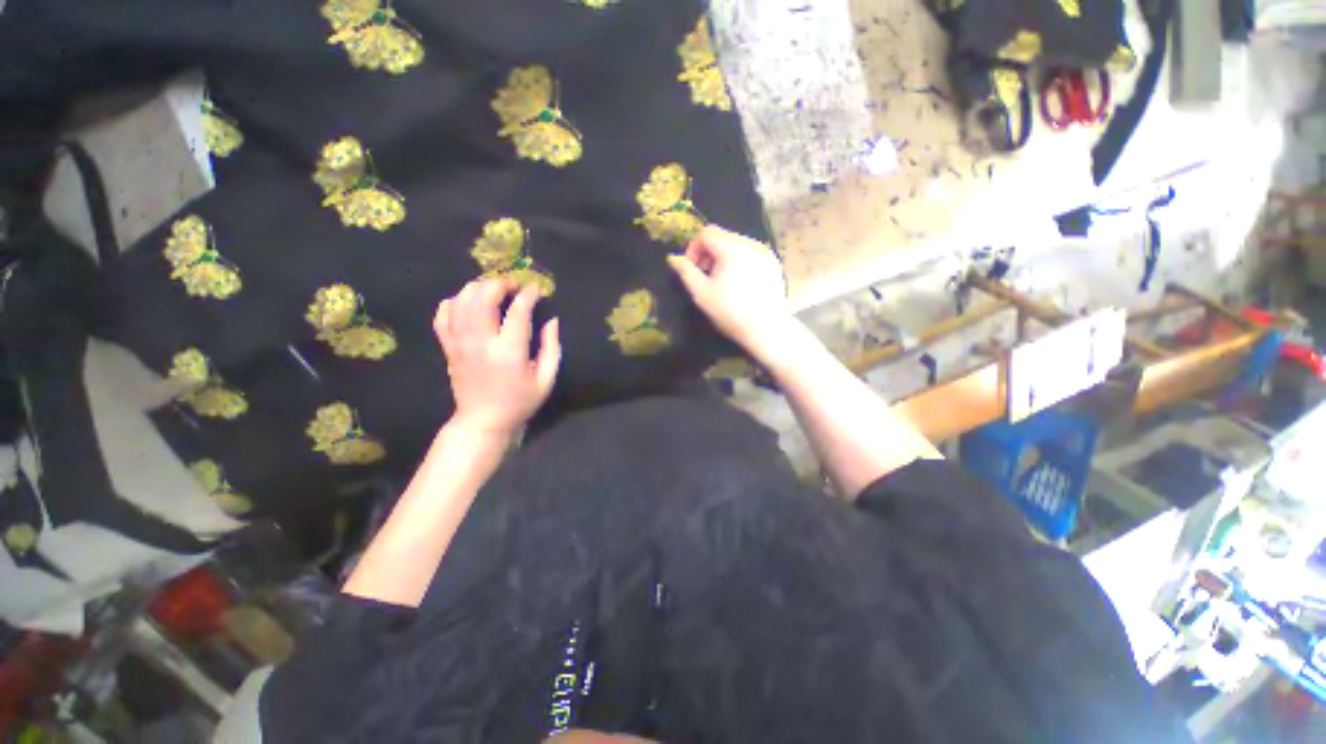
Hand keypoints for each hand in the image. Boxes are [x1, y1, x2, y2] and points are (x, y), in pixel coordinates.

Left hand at [434, 279, 560, 438]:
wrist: (483, 421)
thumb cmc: (520, 402)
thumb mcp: (546, 380)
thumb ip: (552, 348)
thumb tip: (552, 321)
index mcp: (509, 352)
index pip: (518, 311)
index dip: (528, 294)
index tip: (537, 288)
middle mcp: (482, 343)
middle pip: (483, 297)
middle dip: (500, 284)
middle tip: (513, 285)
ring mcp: (460, 344)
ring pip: (461, 301)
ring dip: (478, 288)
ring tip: (493, 289)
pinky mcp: (448, 347)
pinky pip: (442, 316)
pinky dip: (453, 302)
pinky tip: (467, 302)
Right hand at [667, 225, 791, 361]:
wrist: (766, 329)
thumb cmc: (730, 312)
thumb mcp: (702, 293)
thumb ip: (686, 271)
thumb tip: (672, 258)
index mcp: (732, 247)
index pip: (706, 232)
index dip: (694, 248)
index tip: (692, 269)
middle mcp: (751, 243)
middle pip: (722, 236)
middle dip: (708, 253)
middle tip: (705, 277)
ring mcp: (765, 252)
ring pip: (737, 244)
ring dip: (723, 257)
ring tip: (722, 282)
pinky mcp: (774, 263)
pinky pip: (751, 254)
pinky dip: (740, 262)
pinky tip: (740, 285)